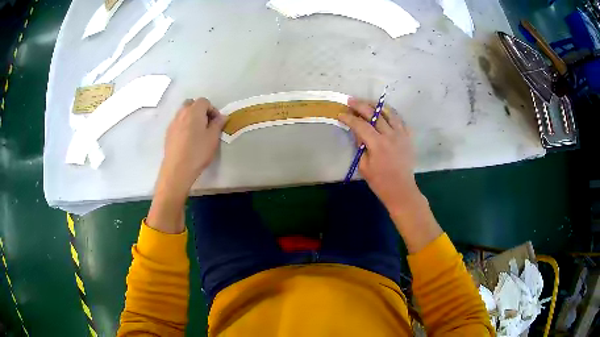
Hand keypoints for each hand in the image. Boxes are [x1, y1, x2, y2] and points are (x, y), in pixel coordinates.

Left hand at [162, 98, 225, 193]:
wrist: (177, 169)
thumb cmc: (198, 152)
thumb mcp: (213, 138)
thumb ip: (218, 124)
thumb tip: (222, 116)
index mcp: (194, 111)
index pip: (204, 101)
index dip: (212, 109)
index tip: (216, 122)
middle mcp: (182, 113)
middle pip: (191, 104)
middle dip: (199, 110)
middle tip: (206, 124)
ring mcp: (173, 122)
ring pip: (183, 113)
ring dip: (191, 117)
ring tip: (197, 132)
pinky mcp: (168, 133)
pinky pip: (178, 123)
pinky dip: (184, 125)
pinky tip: (187, 140)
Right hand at [338, 97, 418, 213]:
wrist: (401, 189)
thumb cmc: (380, 182)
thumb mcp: (364, 166)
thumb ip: (360, 146)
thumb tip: (357, 131)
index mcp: (377, 144)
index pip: (360, 125)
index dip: (349, 118)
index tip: (340, 114)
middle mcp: (390, 135)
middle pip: (374, 114)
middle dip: (360, 105)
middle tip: (351, 101)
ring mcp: (401, 134)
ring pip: (389, 112)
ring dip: (377, 105)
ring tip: (368, 102)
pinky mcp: (408, 137)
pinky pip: (400, 120)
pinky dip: (391, 114)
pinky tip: (385, 113)